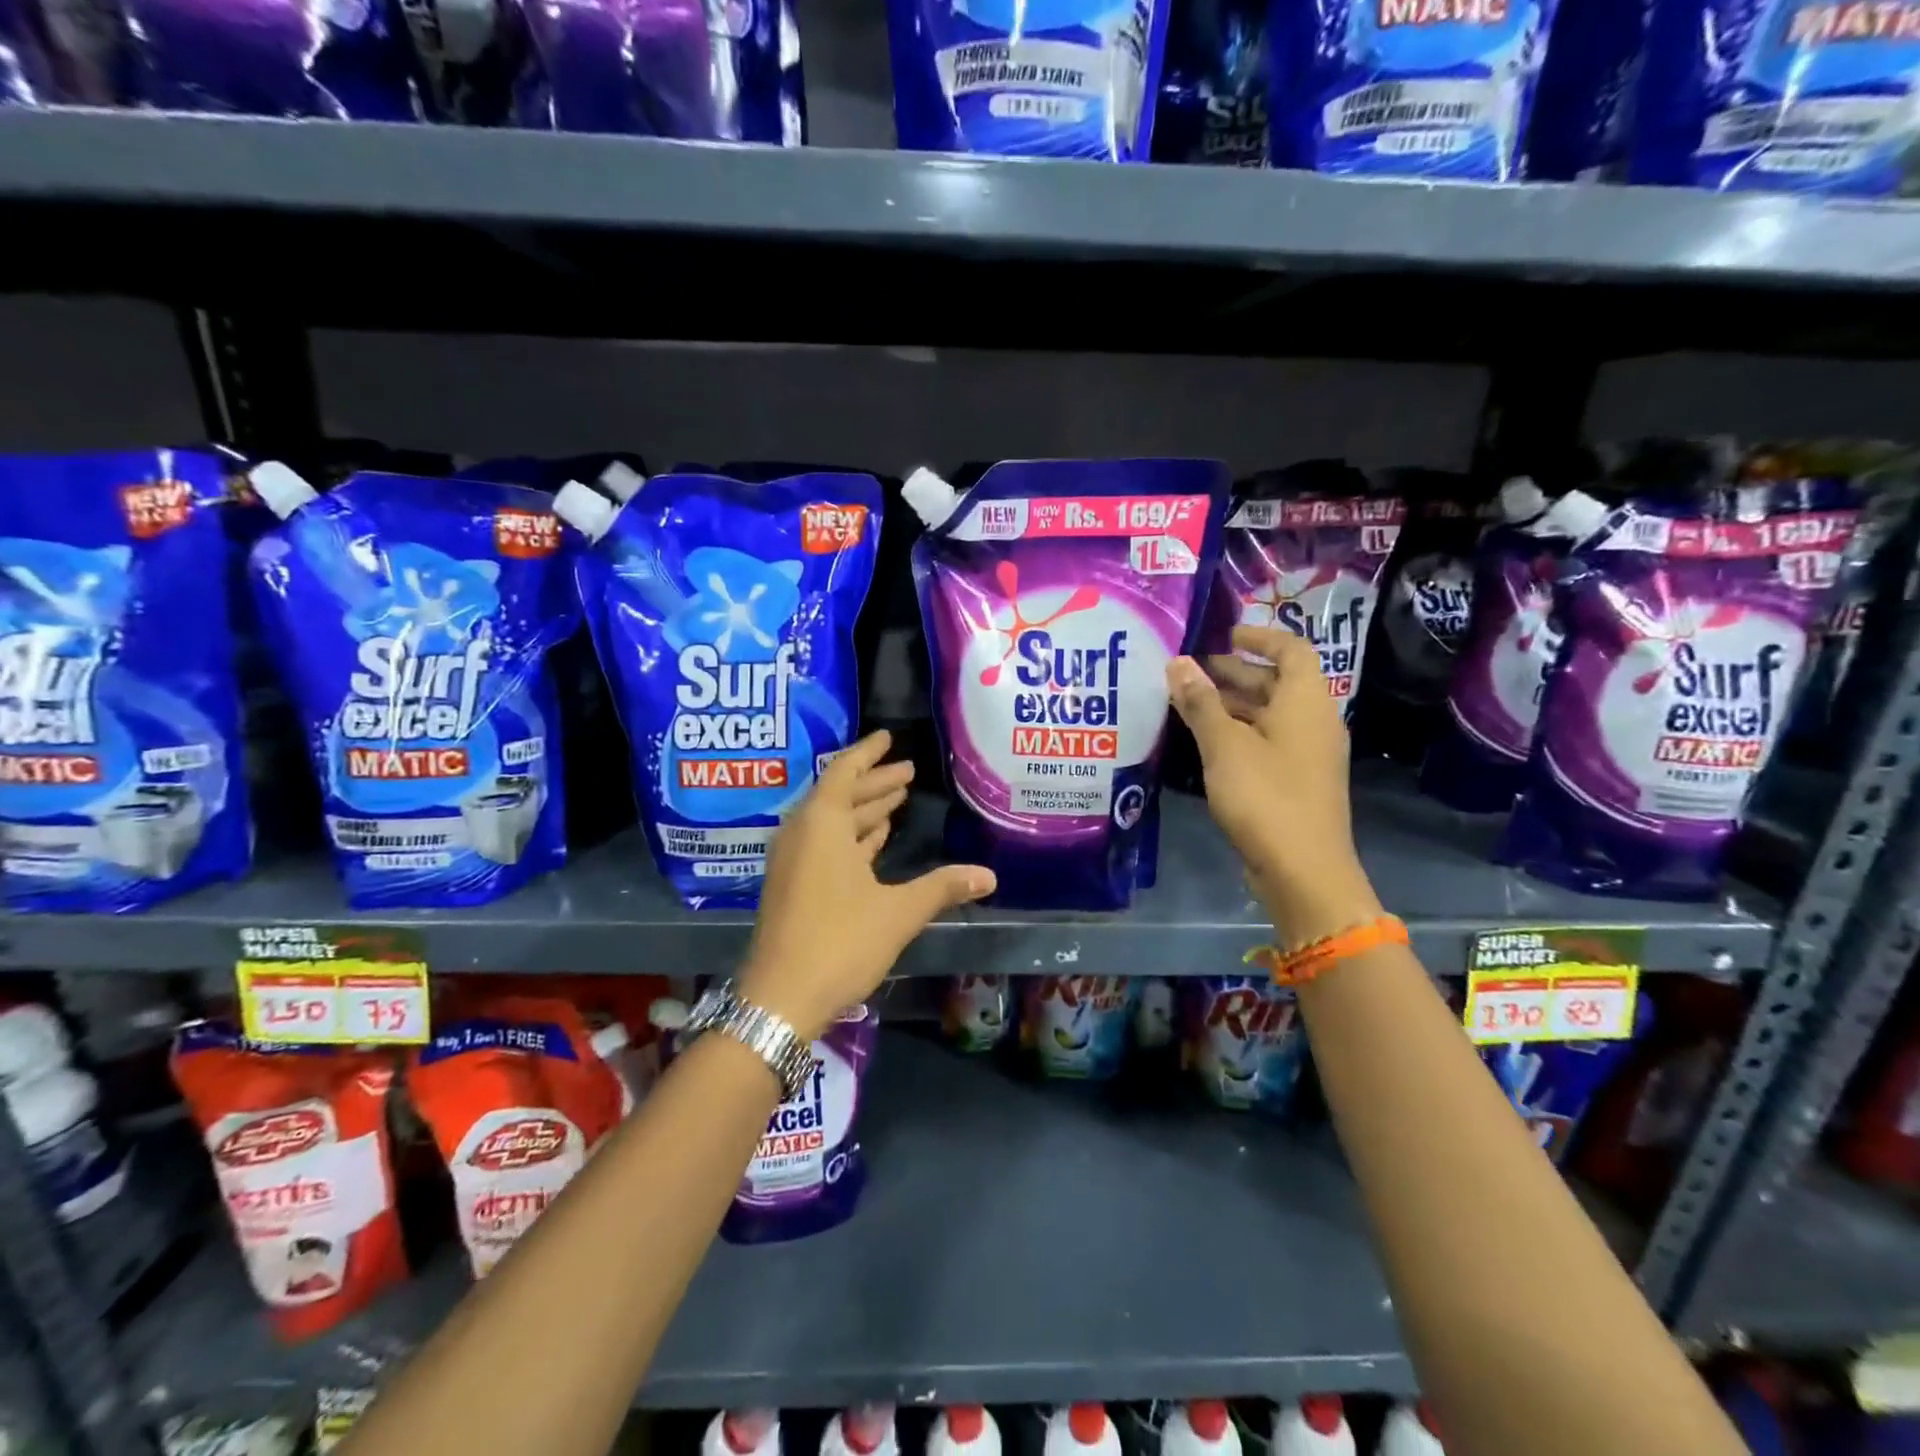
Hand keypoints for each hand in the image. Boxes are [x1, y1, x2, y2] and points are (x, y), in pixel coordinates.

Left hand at [739, 731, 995, 1040]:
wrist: (780, 999)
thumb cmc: (840, 942)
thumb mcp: (898, 912)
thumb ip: (943, 887)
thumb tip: (989, 876)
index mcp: (822, 824)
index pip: (845, 771)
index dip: (868, 753)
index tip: (888, 736)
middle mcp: (802, 833)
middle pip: (840, 794)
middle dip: (875, 783)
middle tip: (908, 771)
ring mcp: (794, 861)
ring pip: (833, 822)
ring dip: (864, 810)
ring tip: (896, 799)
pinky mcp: (793, 885)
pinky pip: (825, 844)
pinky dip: (851, 836)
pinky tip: (875, 840)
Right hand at [1168, 625, 1382, 946]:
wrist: (1303, 870)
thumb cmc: (1265, 796)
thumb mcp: (1224, 745)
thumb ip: (1200, 702)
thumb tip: (1178, 662)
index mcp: (1305, 702)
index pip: (1291, 650)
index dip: (1259, 637)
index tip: (1223, 634)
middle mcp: (1313, 721)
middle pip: (1277, 682)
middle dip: (1234, 672)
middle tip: (1189, 670)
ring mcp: (1307, 754)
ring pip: (1269, 714)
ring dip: (1232, 704)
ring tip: (1187, 702)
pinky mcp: (1296, 781)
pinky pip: (1267, 741)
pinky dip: (1238, 731)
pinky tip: (1204, 741)